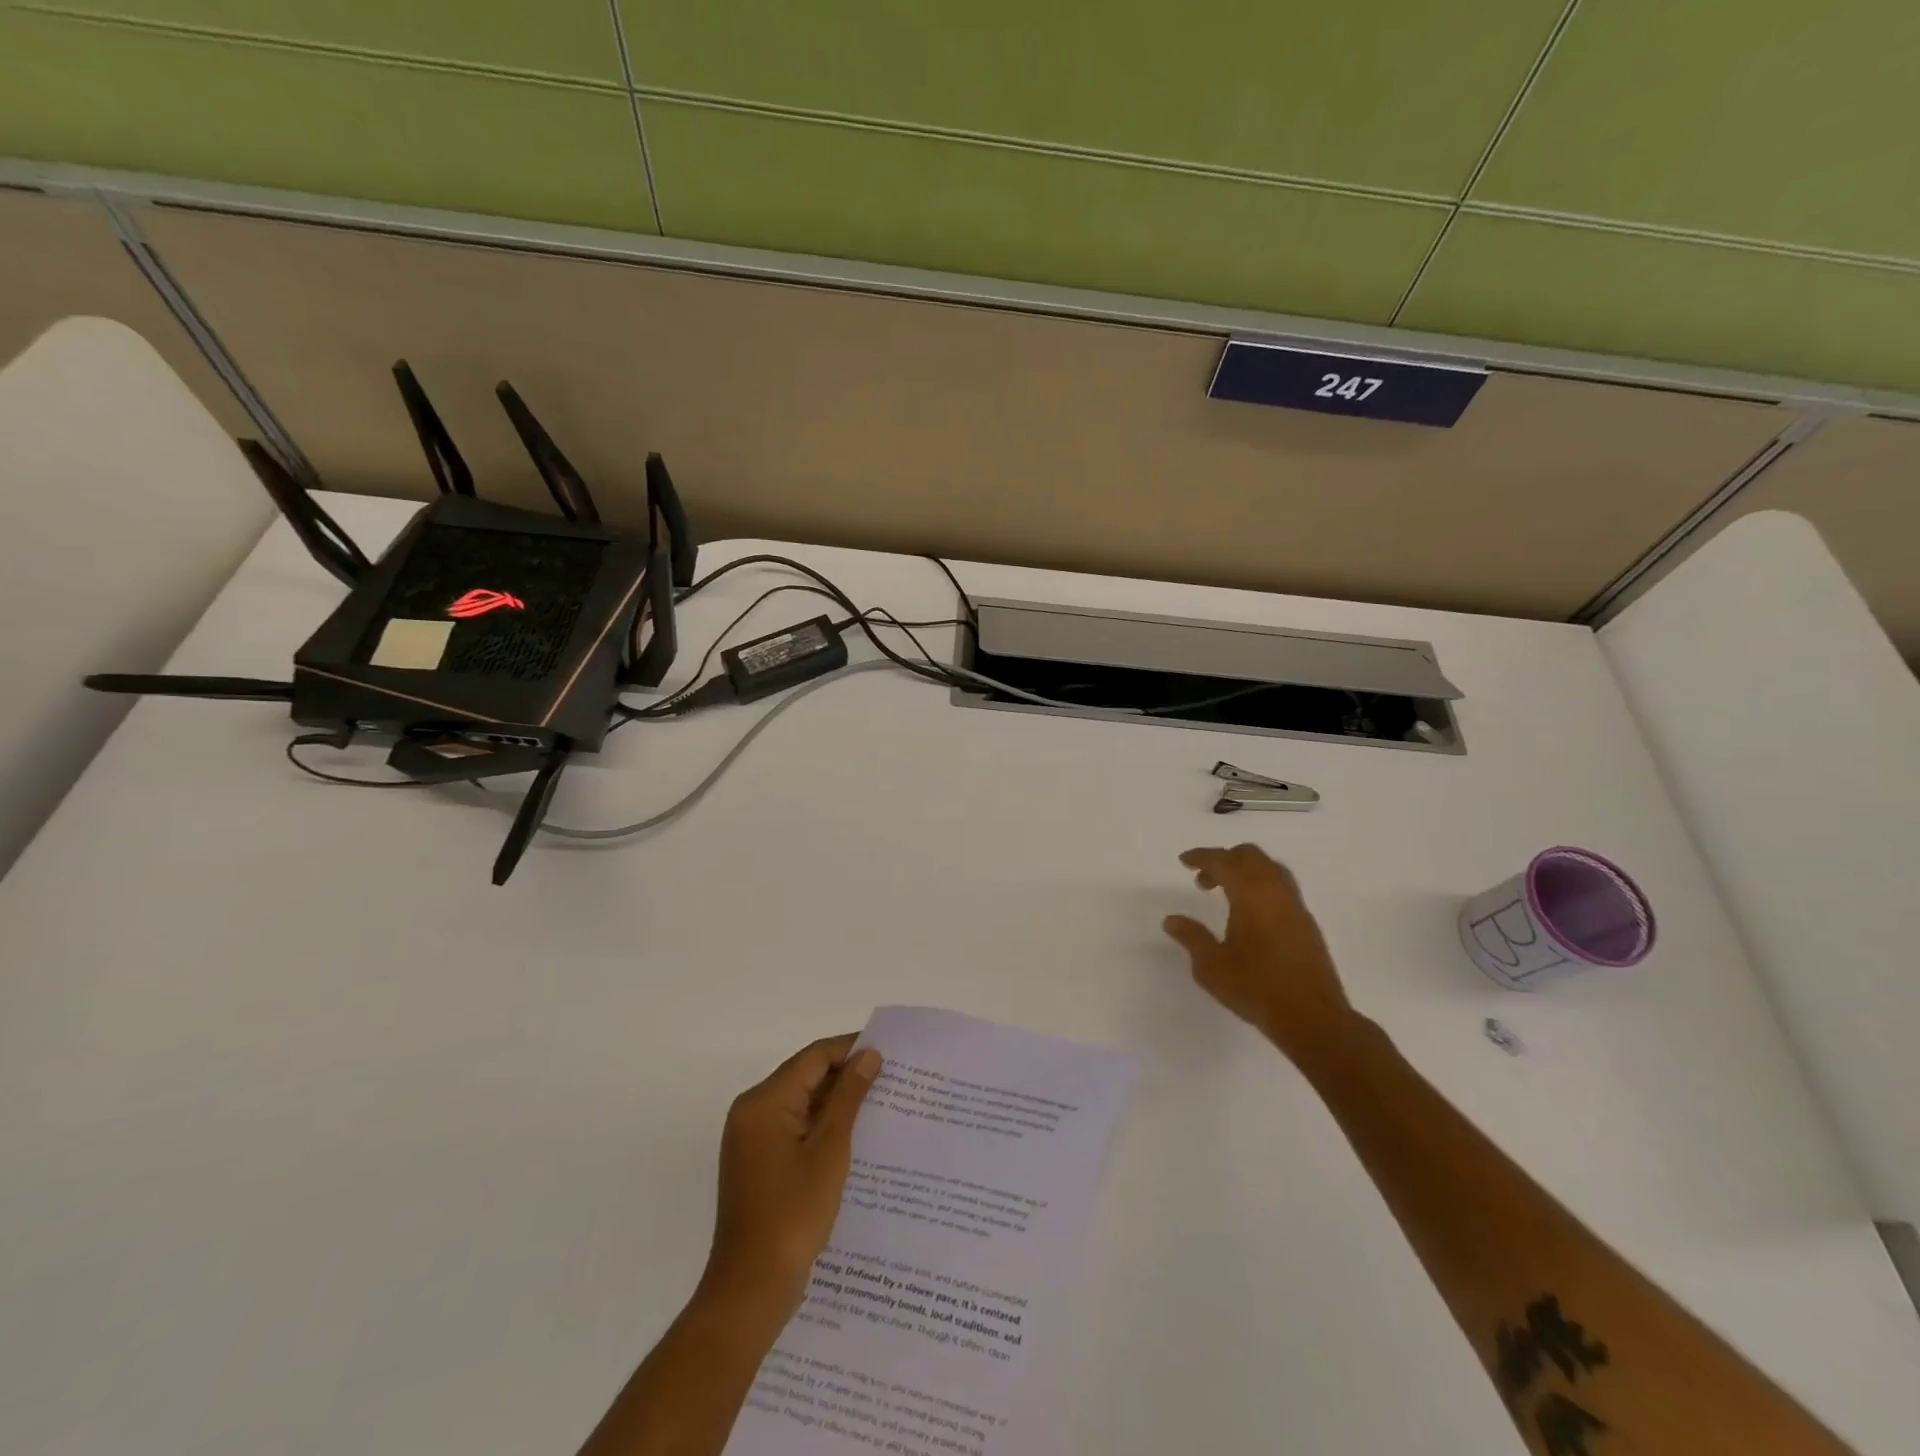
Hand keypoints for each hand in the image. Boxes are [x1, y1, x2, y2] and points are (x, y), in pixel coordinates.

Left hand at [703, 1034, 882, 1317]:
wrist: (751, 1290)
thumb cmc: (792, 1215)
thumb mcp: (829, 1150)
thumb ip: (848, 1097)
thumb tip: (869, 1055)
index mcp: (764, 1102)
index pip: (813, 1057)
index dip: (850, 1049)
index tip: (888, 1052)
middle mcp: (752, 1111)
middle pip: (805, 1076)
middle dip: (845, 1075)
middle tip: (890, 1078)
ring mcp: (752, 1138)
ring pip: (801, 1102)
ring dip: (836, 1102)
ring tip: (879, 1103)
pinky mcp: (758, 1161)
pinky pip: (794, 1126)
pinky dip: (821, 1125)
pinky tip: (854, 1135)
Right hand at [1163, 844, 1354, 1060]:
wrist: (1312, 1018)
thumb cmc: (1256, 988)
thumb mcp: (1212, 966)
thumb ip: (1192, 937)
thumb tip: (1172, 920)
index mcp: (1250, 894)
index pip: (1223, 862)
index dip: (1201, 857)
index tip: (1184, 860)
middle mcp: (1276, 891)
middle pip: (1250, 856)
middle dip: (1225, 859)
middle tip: (1204, 879)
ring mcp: (1295, 906)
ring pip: (1270, 869)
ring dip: (1245, 871)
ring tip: (1227, 892)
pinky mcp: (1307, 923)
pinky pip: (1282, 887)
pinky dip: (1261, 886)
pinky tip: (1250, 912)